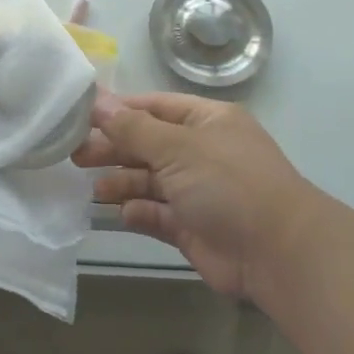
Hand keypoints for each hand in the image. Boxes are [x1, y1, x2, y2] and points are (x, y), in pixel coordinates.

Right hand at [73, 92, 323, 299]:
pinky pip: (157, 214)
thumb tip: (97, 101)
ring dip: (122, 182)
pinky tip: (124, 213)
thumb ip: (133, 128)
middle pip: (148, 144)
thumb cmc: (228, 183)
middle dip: (114, 148)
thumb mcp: (178, 147)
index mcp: (207, 121)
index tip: (81, 117)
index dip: (119, 110)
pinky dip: (139, 212)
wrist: (277, 252)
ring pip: (150, 180)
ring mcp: (198, 191)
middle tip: (76, 156)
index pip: (154, 107)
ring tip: (96, 189)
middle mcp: (202, 152)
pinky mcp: (193, 226)